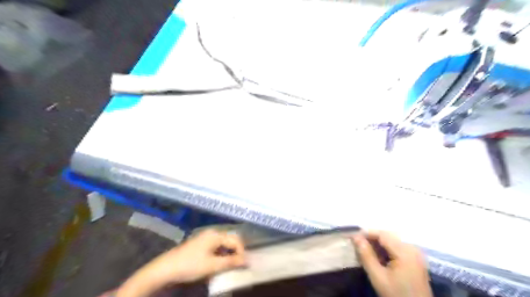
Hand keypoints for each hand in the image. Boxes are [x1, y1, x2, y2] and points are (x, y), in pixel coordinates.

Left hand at [116, 230, 245, 296]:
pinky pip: (216, 246)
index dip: (242, 253)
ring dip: (229, 254)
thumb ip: (231, 262)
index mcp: (216, 235)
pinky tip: (219, 263)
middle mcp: (212, 233)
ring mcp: (205, 237)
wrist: (166, 269)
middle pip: (230, 240)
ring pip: (223, 243)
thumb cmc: (190, 265)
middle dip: (236, 252)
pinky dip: (221, 254)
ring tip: (230, 266)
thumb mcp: (212, 266)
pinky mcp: (200, 243)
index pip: (236, 241)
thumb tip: (247, 260)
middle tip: (239, 265)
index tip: (245, 266)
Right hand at [352, 231, 429, 296]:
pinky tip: (377, 259)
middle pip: (387, 237)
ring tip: (365, 253)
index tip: (352, 238)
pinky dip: (385, 251)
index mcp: (405, 251)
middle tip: (357, 246)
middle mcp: (412, 248)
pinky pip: (397, 248)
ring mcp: (415, 254)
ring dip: (377, 245)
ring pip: (391, 242)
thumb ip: (366, 255)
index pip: (382, 234)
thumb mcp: (378, 277)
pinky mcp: (415, 260)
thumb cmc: (396, 295)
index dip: (366, 234)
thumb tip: (355, 237)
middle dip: (371, 240)